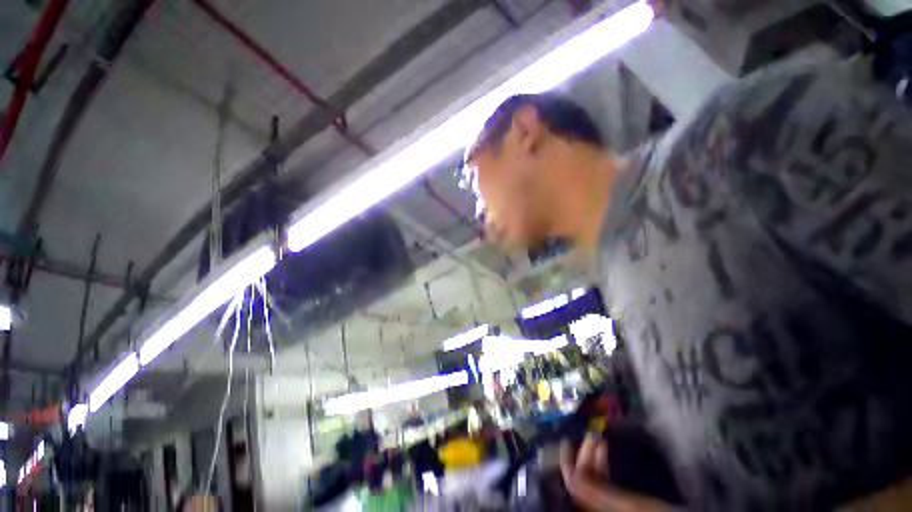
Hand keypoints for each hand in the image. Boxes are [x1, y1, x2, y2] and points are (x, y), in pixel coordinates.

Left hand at [561, 435, 673, 511]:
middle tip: (592, 433)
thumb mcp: (630, 505)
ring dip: (594, 456)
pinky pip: (604, 481)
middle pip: (583, 479)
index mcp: (594, 509)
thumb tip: (568, 472)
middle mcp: (597, 506)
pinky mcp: (621, 502)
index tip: (567, 440)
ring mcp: (608, 504)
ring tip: (600, 438)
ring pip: (593, 478)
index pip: (573, 485)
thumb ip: (597, 491)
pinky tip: (606, 450)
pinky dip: (603, 464)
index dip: (567, 462)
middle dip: (585, 454)